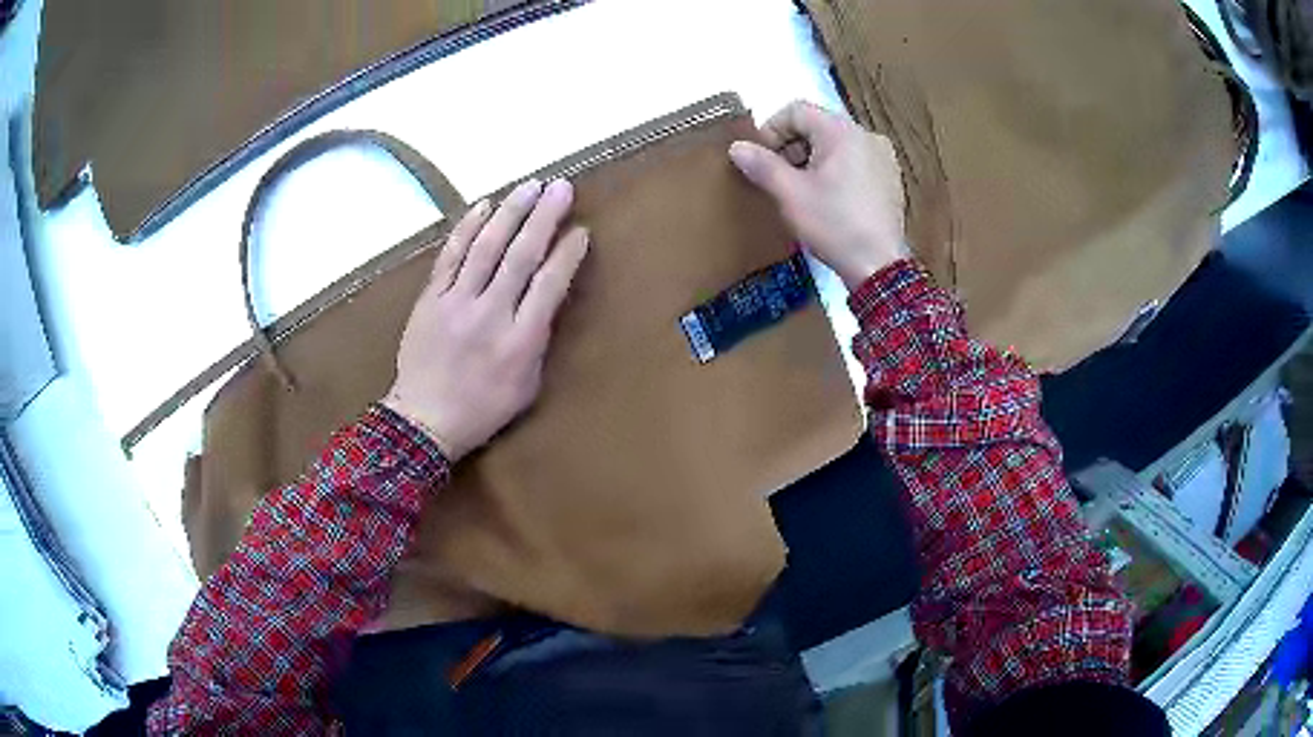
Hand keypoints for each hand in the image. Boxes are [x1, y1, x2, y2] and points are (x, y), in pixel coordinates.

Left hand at [383, 179, 589, 462]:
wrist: (423, 419)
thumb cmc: (482, 408)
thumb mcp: (526, 386)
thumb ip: (538, 340)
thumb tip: (546, 299)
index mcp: (520, 342)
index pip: (550, 285)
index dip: (568, 254)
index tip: (581, 230)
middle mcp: (490, 315)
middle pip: (521, 256)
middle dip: (544, 218)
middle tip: (561, 187)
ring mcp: (456, 303)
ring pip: (486, 247)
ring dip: (510, 212)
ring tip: (530, 186)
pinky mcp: (431, 298)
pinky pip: (450, 255)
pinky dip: (467, 228)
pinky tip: (484, 205)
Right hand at [729, 101, 909, 289]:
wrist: (879, 267)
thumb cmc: (834, 225)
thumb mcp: (790, 194)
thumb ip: (762, 165)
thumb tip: (737, 147)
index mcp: (842, 131)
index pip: (796, 111)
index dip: (771, 130)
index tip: (760, 159)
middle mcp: (866, 135)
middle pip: (817, 126)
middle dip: (791, 147)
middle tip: (778, 178)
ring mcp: (883, 157)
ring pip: (836, 145)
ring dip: (812, 160)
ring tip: (801, 191)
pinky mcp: (891, 179)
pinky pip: (855, 161)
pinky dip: (835, 171)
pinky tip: (829, 201)